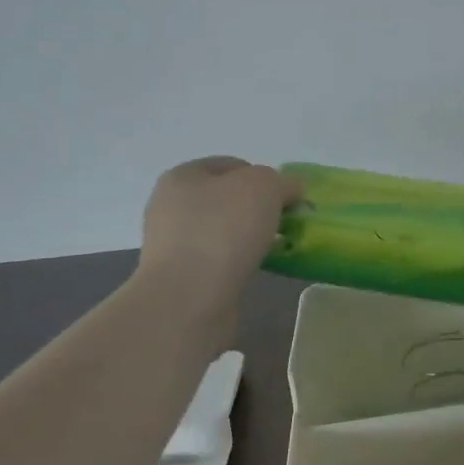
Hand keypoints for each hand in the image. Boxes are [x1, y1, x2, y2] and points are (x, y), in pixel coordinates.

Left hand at [136, 157, 302, 318]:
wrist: (188, 299)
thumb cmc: (223, 229)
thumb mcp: (264, 186)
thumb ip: (283, 181)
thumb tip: (291, 190)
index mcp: (183, 176)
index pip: (233, 165)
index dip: (265, 177)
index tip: (288, 199)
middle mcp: (171, 206)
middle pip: (228, 199)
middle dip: (259, 209)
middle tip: (285, 224)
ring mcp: (172, 243)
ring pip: (224, 231)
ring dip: (250, 237)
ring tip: (275, 249)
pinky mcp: (180, 276)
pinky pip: (219, 260)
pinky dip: (239, 262)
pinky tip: (254, 270)